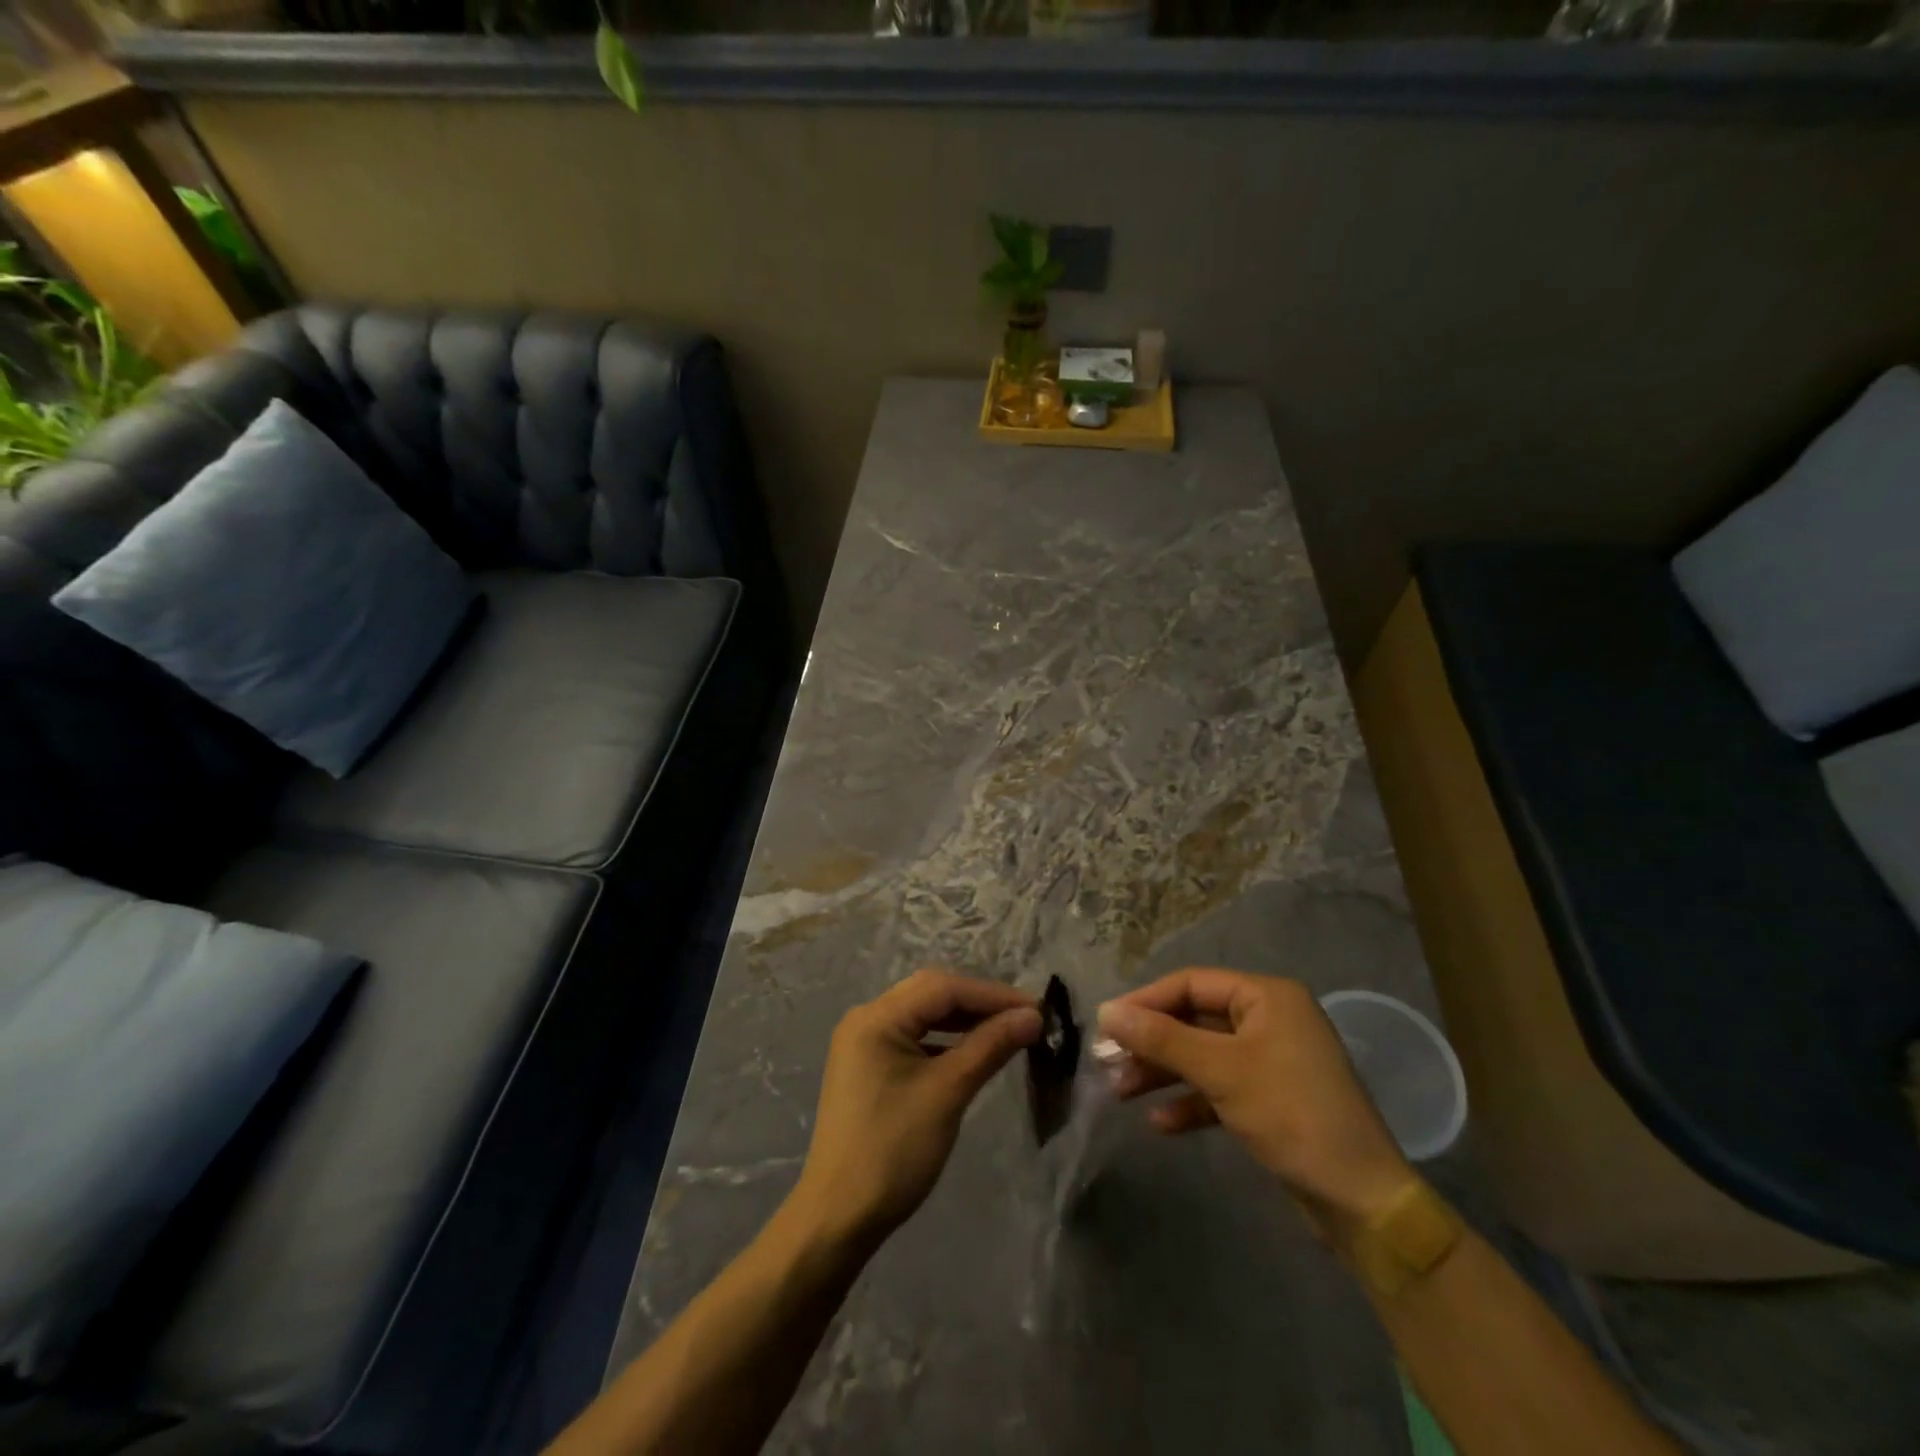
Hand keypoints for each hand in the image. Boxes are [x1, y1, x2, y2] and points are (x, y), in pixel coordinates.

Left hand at [788, 970, 1040, 1251]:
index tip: (1036, 1009)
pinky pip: (913, 1037)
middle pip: (931, 993)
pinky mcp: (868, 1066)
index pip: (943, 987)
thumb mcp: (947, 1092)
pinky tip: (971, 1052)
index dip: (992, 994)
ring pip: (923, 1015)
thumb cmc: (894, 1150)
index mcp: (876, 1017)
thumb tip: (1033, 1016)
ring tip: (1006, 1032)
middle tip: (1023, 1018)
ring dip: (963, 1020)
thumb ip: (990, 1046)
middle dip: (979, 1002)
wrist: (839, 1217)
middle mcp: (866, 1018)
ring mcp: (864, 1043)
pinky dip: (944, 1040)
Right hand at [1097, 968, 1415, 1237]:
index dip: (1145, 1001)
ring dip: (1163, 1072)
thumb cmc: (1292, 1115)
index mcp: (1266, 997)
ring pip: (1203, 1056)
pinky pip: (1220, 1089)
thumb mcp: (1221, 1071)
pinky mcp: (1271, 1100)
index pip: (1191, 983)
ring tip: (1121, 1092)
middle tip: (1107, 1061)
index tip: (1106, 1024)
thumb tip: (1106, 1010)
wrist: (1362, 1202)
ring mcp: (1271, 1061)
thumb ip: (1162, 1038)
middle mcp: (1270, 1019)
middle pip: (1194, 1019)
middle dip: (1151, 1042)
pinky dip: (1191, 1102)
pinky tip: (1160, 1123)